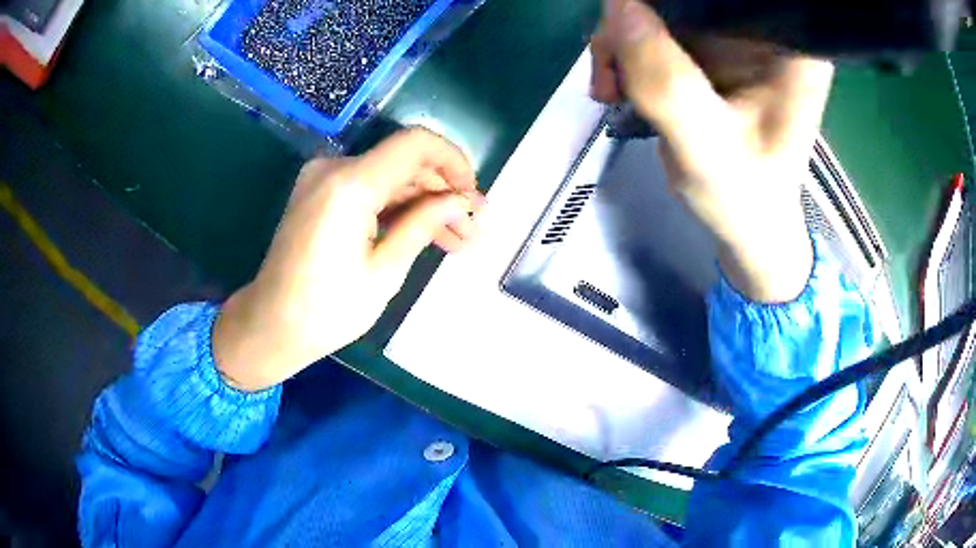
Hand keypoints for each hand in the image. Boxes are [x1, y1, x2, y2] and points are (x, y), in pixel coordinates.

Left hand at [213, 128, 483, 390]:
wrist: (270, 324)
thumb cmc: (326, 310)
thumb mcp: (384, 272)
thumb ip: (424, 225)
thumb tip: (462, 202)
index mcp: (350, 185)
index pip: (416, 145)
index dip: (454, 162)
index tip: (473, 196)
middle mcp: (334, 168)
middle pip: (404, 161)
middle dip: (442, 192)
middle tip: (471, 229)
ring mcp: (323, 178)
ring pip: (389, 176)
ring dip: (423, 202)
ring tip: (455, 239)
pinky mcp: (320, 192)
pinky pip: (369, 187)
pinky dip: (397, 206)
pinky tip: (422, 232)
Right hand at [592, 0, 833, 301]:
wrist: (747, 223)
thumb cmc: (744, 198)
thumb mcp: (705, 149)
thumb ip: (665, 81)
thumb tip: (617, 2)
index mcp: (788, 47)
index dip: (670, 1)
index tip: (631, 18)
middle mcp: (764, 30)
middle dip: (636, 17)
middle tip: (612, 70)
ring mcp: (735, 35)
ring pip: (663, 6)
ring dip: (623, 39)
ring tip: (611, 88)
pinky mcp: (711, 47)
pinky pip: (655, 25)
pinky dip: (626, 50)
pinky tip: (618, 84)